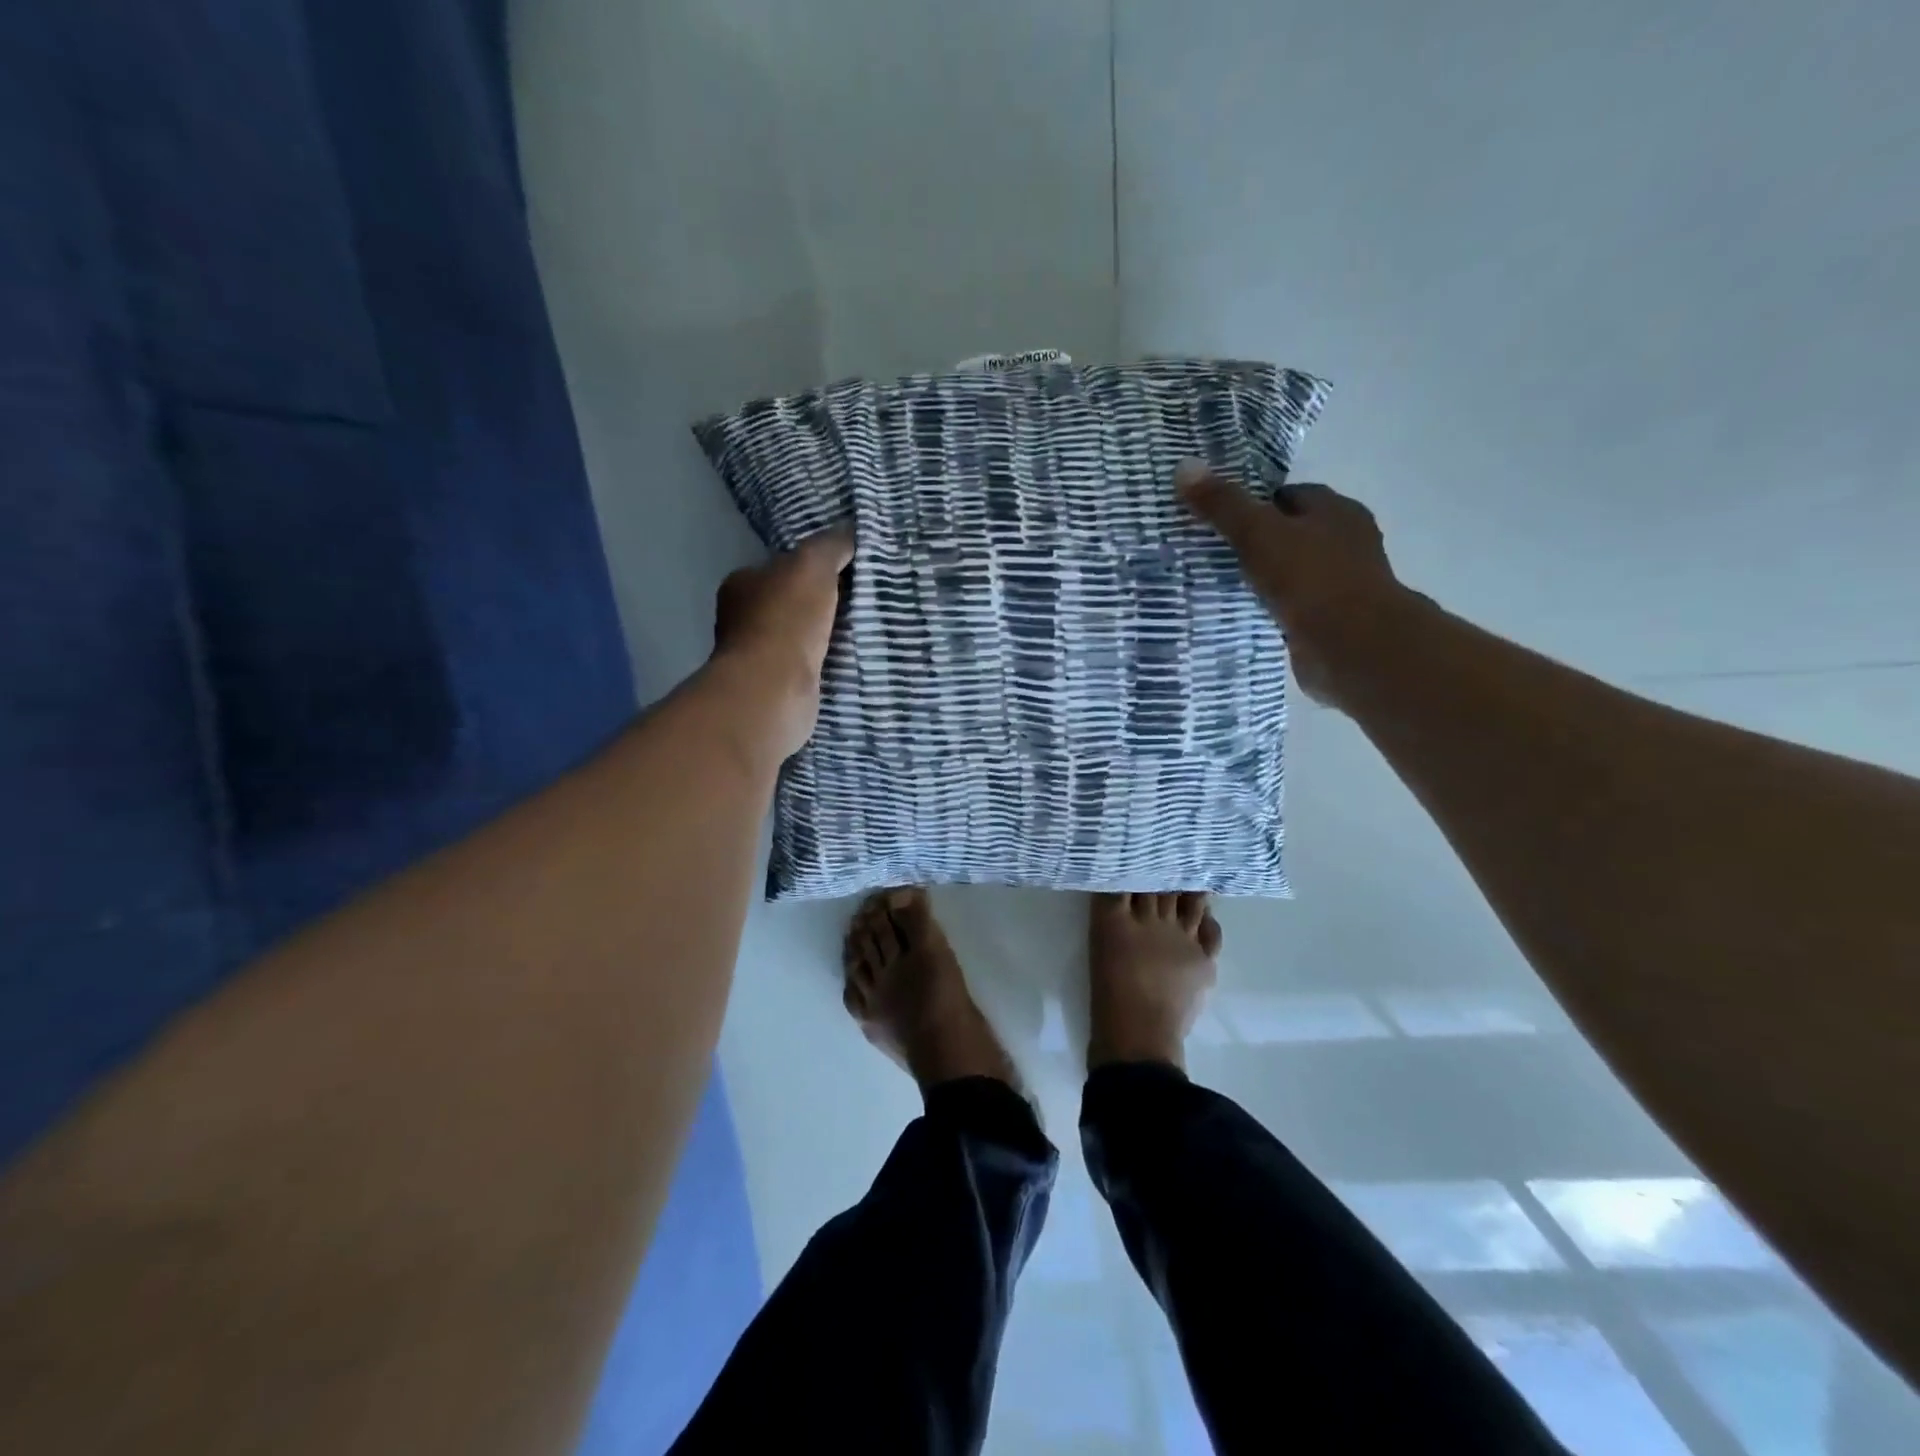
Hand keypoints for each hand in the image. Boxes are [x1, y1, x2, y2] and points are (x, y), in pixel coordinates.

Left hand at [711, 526, 854, 760]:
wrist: (775, 689)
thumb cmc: (787, 620)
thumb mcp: (812, 565)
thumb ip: (831, 545)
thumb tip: (850, 530)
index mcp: (743, 584)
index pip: (781, 567)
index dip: (813, 566)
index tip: (847, 571)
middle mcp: (743, 619)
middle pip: (791, 602)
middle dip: (821, 602)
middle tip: (860, 600)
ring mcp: (758, 656)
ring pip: (801, 636)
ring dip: (826, 635)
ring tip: (863, 630)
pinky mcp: (776, 686)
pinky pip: (808, 665)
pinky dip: (825, 662)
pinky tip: (849, 660)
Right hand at [1177, 461, 1409, 707]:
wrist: (1352, 646)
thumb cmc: (1311, 579)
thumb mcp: (1258, 534)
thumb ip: (1223, 504)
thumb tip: (1184, 466)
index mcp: (1336, 511)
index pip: (1289, 496)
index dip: (1254, 502)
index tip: (1218, 516)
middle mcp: (1345, 542)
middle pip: (1291, 533)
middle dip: (1257, 541)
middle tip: (1212, 550)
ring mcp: (1341, 584)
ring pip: (1292, 571)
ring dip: (1264, 577)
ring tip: (1220, 583)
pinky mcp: (1330, 621)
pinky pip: (1292, 606)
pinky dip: (1272, 608)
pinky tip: (1244, 614)